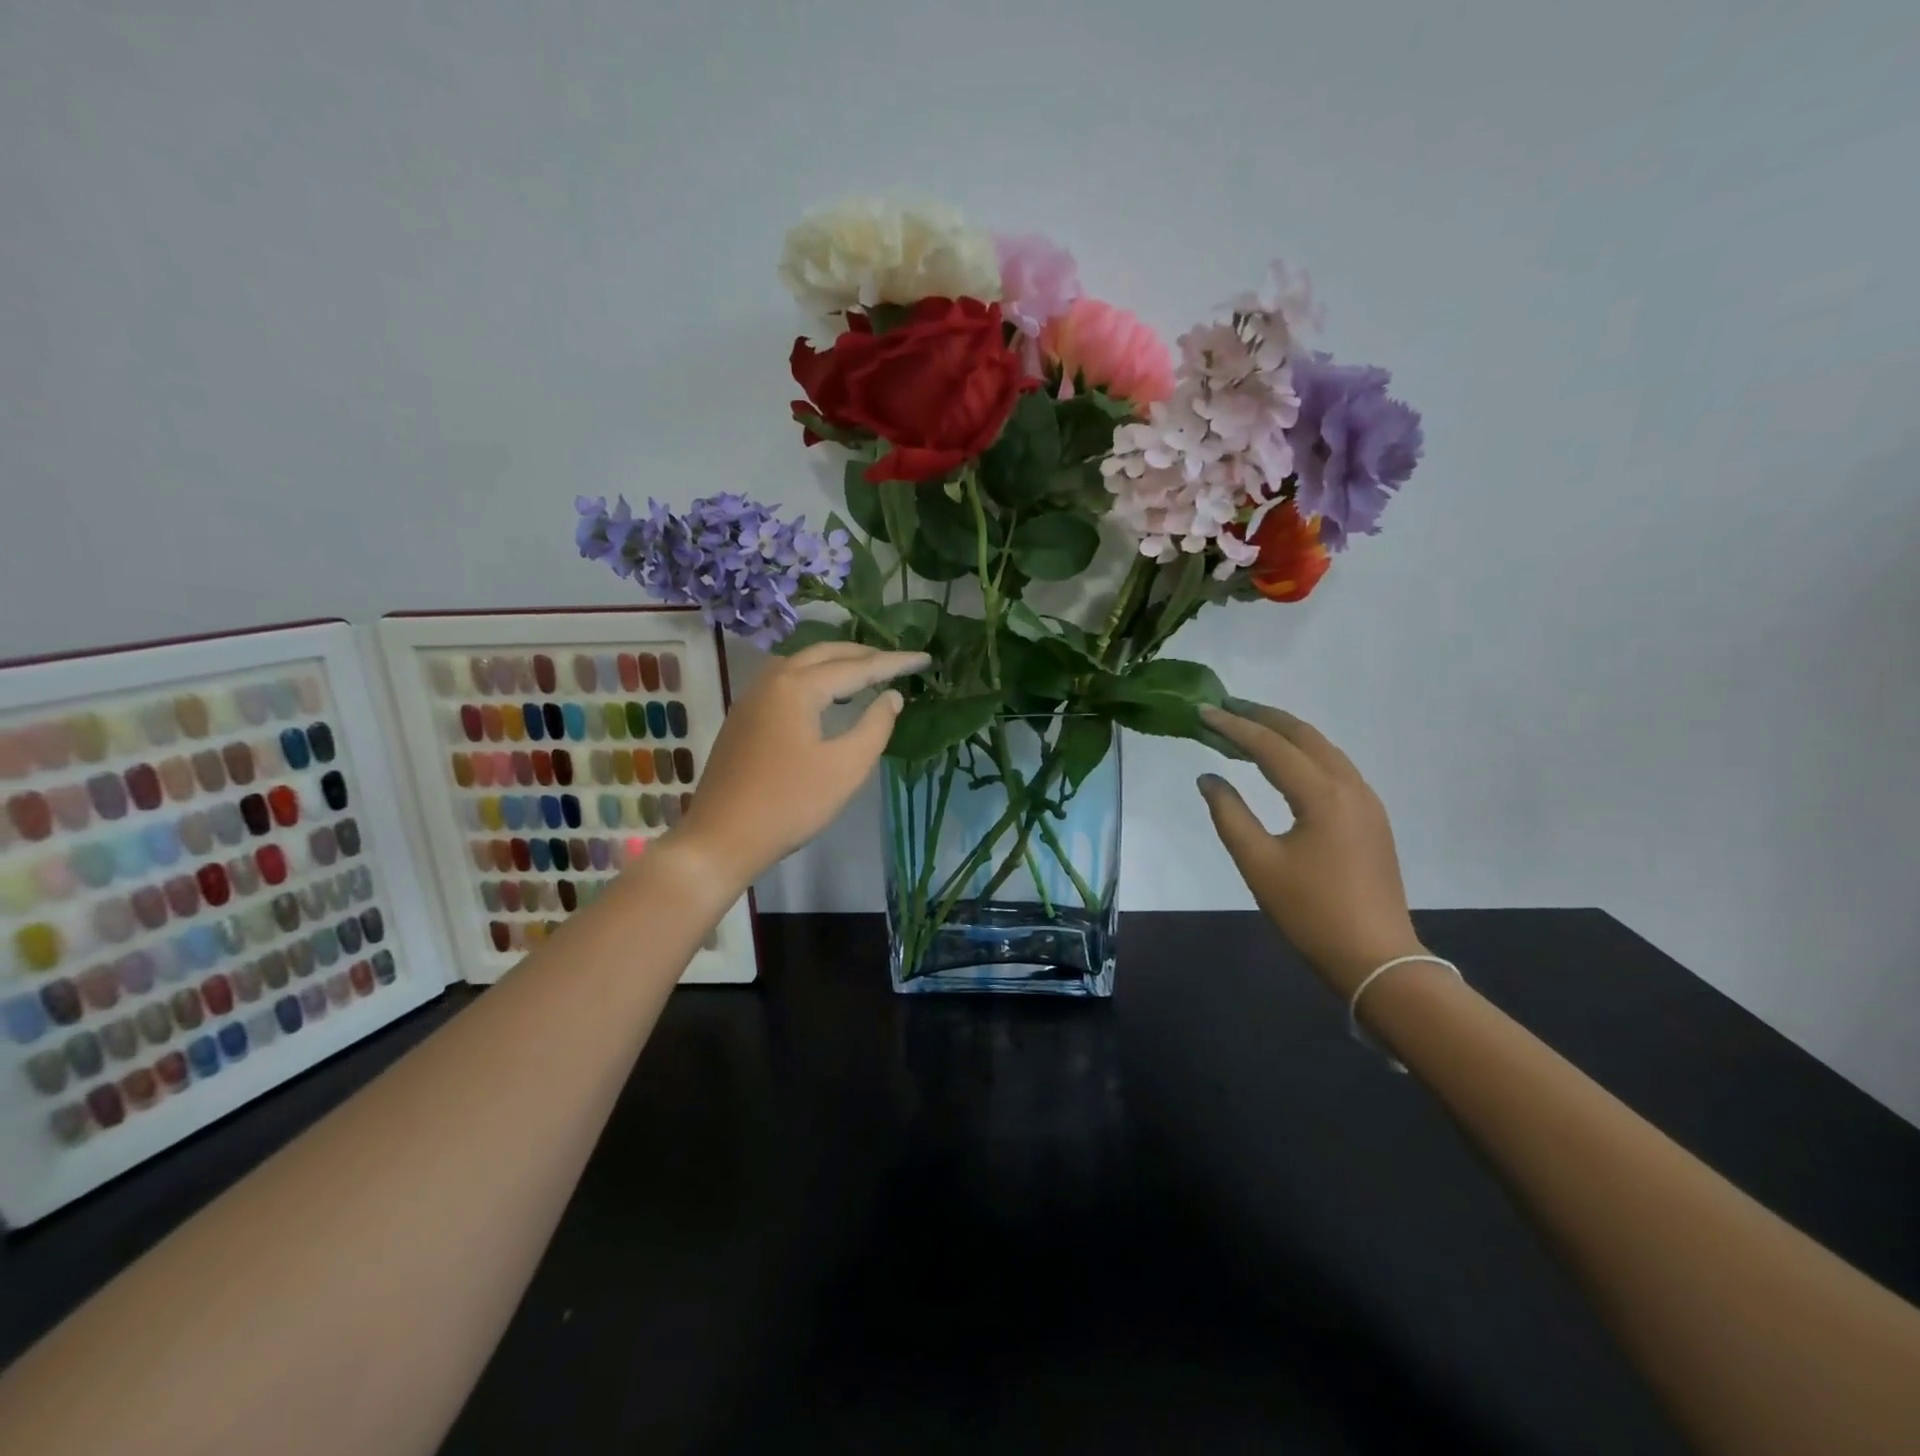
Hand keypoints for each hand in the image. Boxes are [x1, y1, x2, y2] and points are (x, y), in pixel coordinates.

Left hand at [676, 642, 929, 887]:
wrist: (722, 838)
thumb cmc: (790, 804)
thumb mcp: (845, 768)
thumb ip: (875, 726)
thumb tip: (892, 697)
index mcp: (797, 687)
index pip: (856, 667)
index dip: (894, 663)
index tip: (925, 659)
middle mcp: (772, 680)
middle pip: (824, 653)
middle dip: (863, 654)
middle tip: (897, 661)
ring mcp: (752, 698)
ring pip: (801, 663)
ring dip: (836, 662)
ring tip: (866, 673)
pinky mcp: (744, 717)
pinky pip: (785, 680)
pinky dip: (814, 677)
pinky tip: (827, 696)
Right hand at [1197, 701, 1424, 996]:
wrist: (1375, 957)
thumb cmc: (1310, 912)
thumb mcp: (1258, 863)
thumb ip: (1228, 814)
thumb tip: (1208, 778)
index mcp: (1322, 795)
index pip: (1271, 747)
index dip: (1234, 727)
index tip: (1203, 711)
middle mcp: (1350, 786)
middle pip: (1304, 735)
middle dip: (1263, 717)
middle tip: (1226, 706)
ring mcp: (1366, 800)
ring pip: (1323, 748)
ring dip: (1285, 733)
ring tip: (1249, 727)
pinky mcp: (1371, 817)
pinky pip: (1334, 767)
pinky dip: (1303, 753)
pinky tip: (1283, 762)